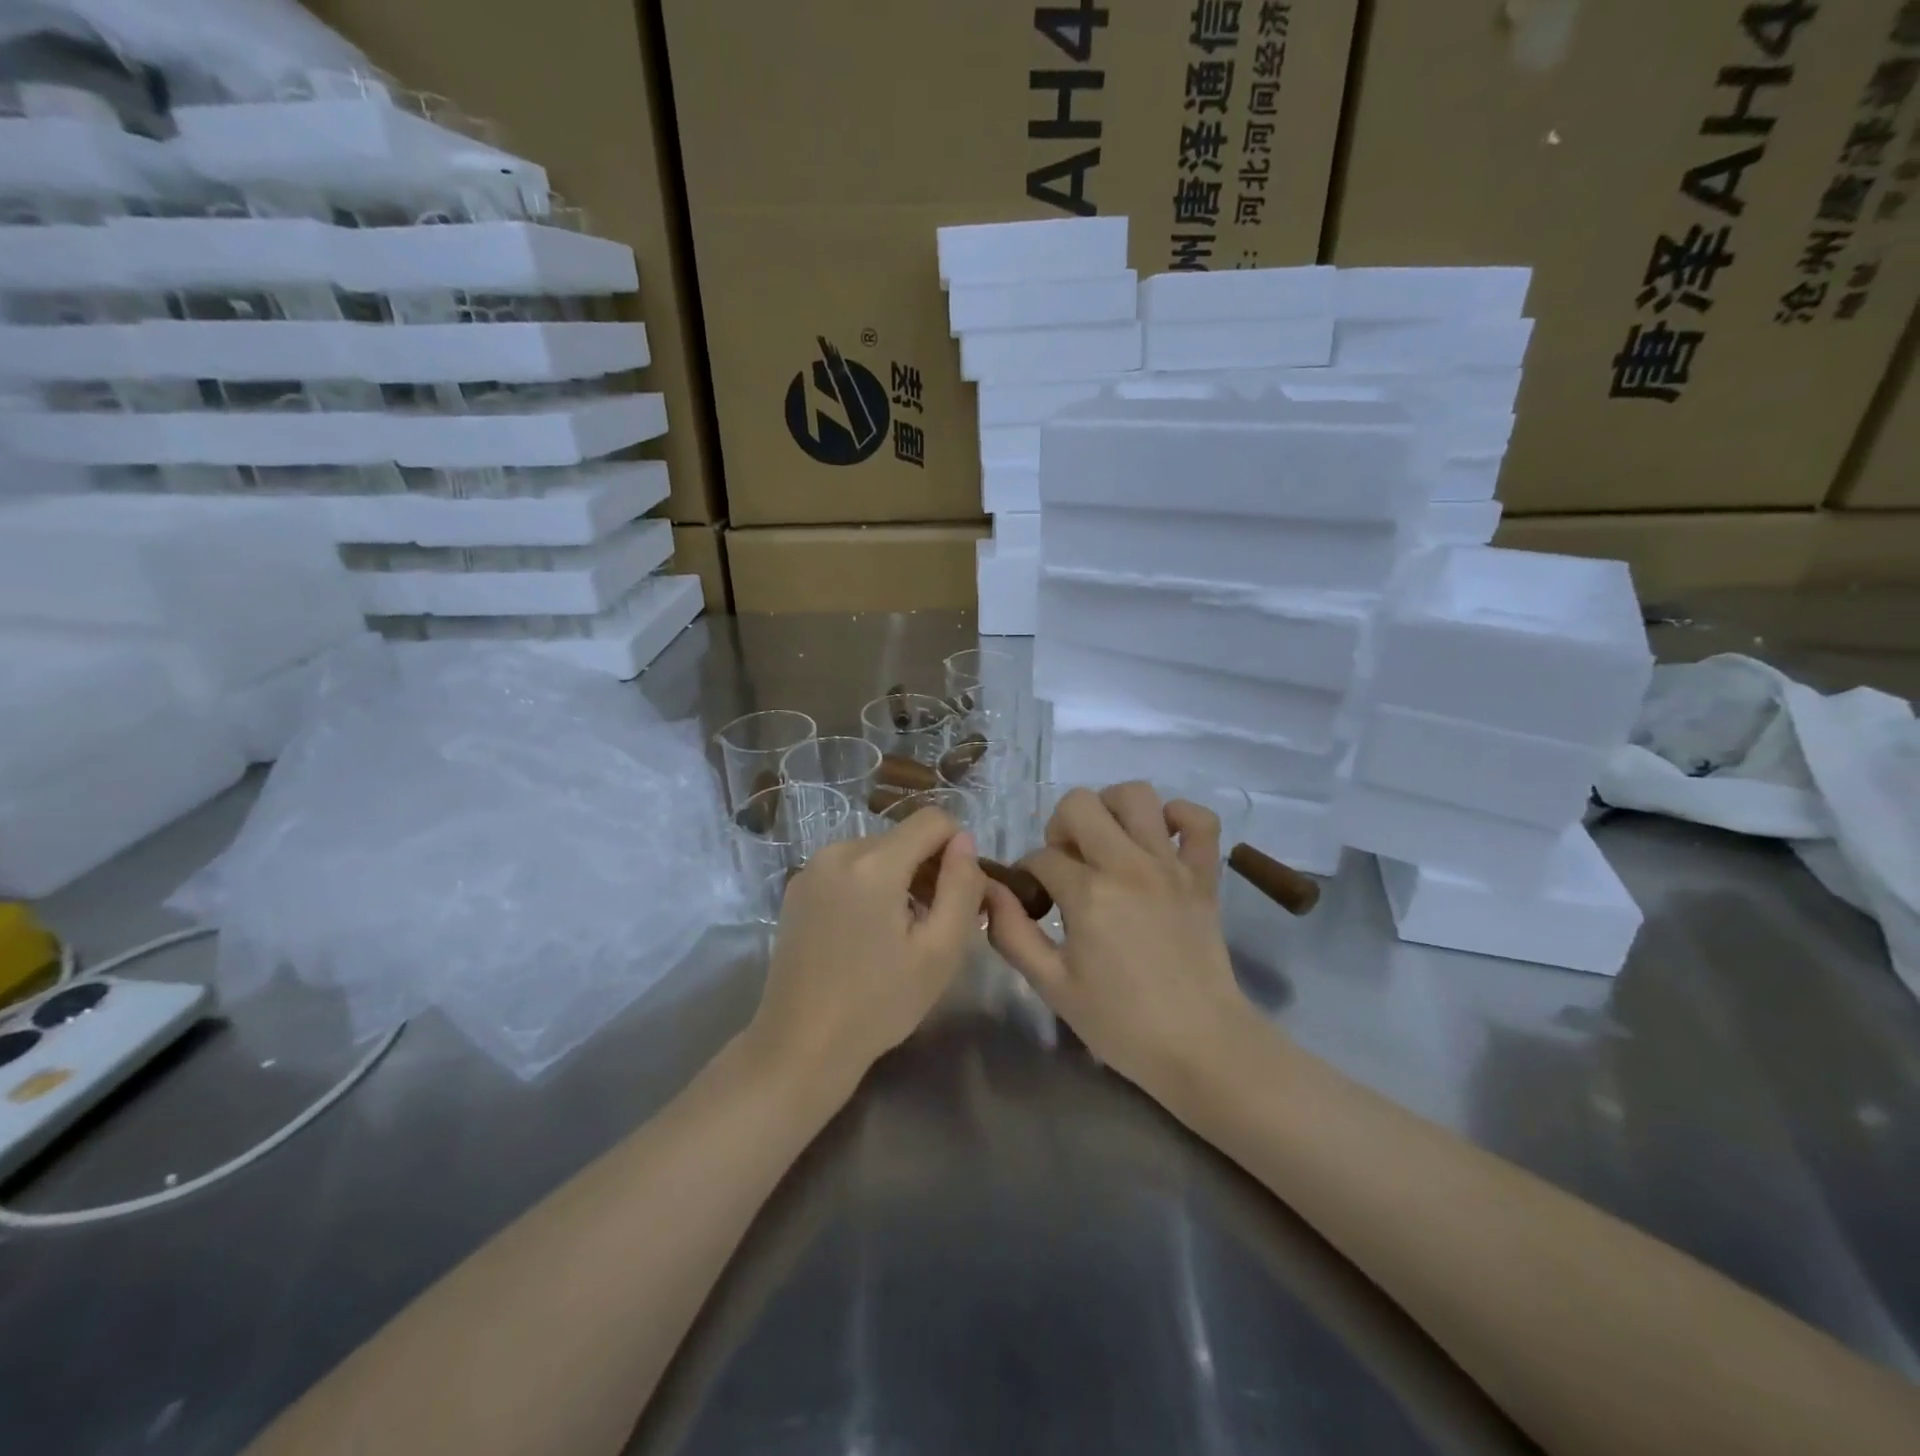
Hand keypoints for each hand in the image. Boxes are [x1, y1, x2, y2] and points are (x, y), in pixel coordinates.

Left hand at [747, 808, 984, 1093]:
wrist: (800, 1045)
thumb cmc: (879, 1003)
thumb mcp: (940, 951)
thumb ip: (962, 886)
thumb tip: (964, 841)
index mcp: (874, 862)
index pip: (933, 820)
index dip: (958, 849)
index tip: (957, 894)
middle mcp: (838, 850)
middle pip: (904, 837)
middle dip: (927, 869)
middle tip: (931, 925)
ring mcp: (812, 868)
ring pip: (877, 853)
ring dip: (898, 880)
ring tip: (898, 934)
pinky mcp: (797, 888)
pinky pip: (849, 868)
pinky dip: (869, 887)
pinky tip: (866, 934)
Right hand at [985, 783, 1253, 1097]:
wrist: (1201, 1046)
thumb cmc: (1121, 1022)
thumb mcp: (1052, 985)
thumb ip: (1011, 933)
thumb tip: (988, 891)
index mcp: (1089, 893)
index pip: (1041, 857)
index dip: (1027, 875)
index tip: (1034, 902)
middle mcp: (1129, 865)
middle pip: (1080, 804)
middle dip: (1060, 827)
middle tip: (1067, 866)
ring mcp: (1171, 865)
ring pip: (1137, 795)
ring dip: (1111, 810)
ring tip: (1106, 844)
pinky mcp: (1205, 875)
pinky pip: (1199, 820)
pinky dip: (1178, 817)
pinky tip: (1158, 840)